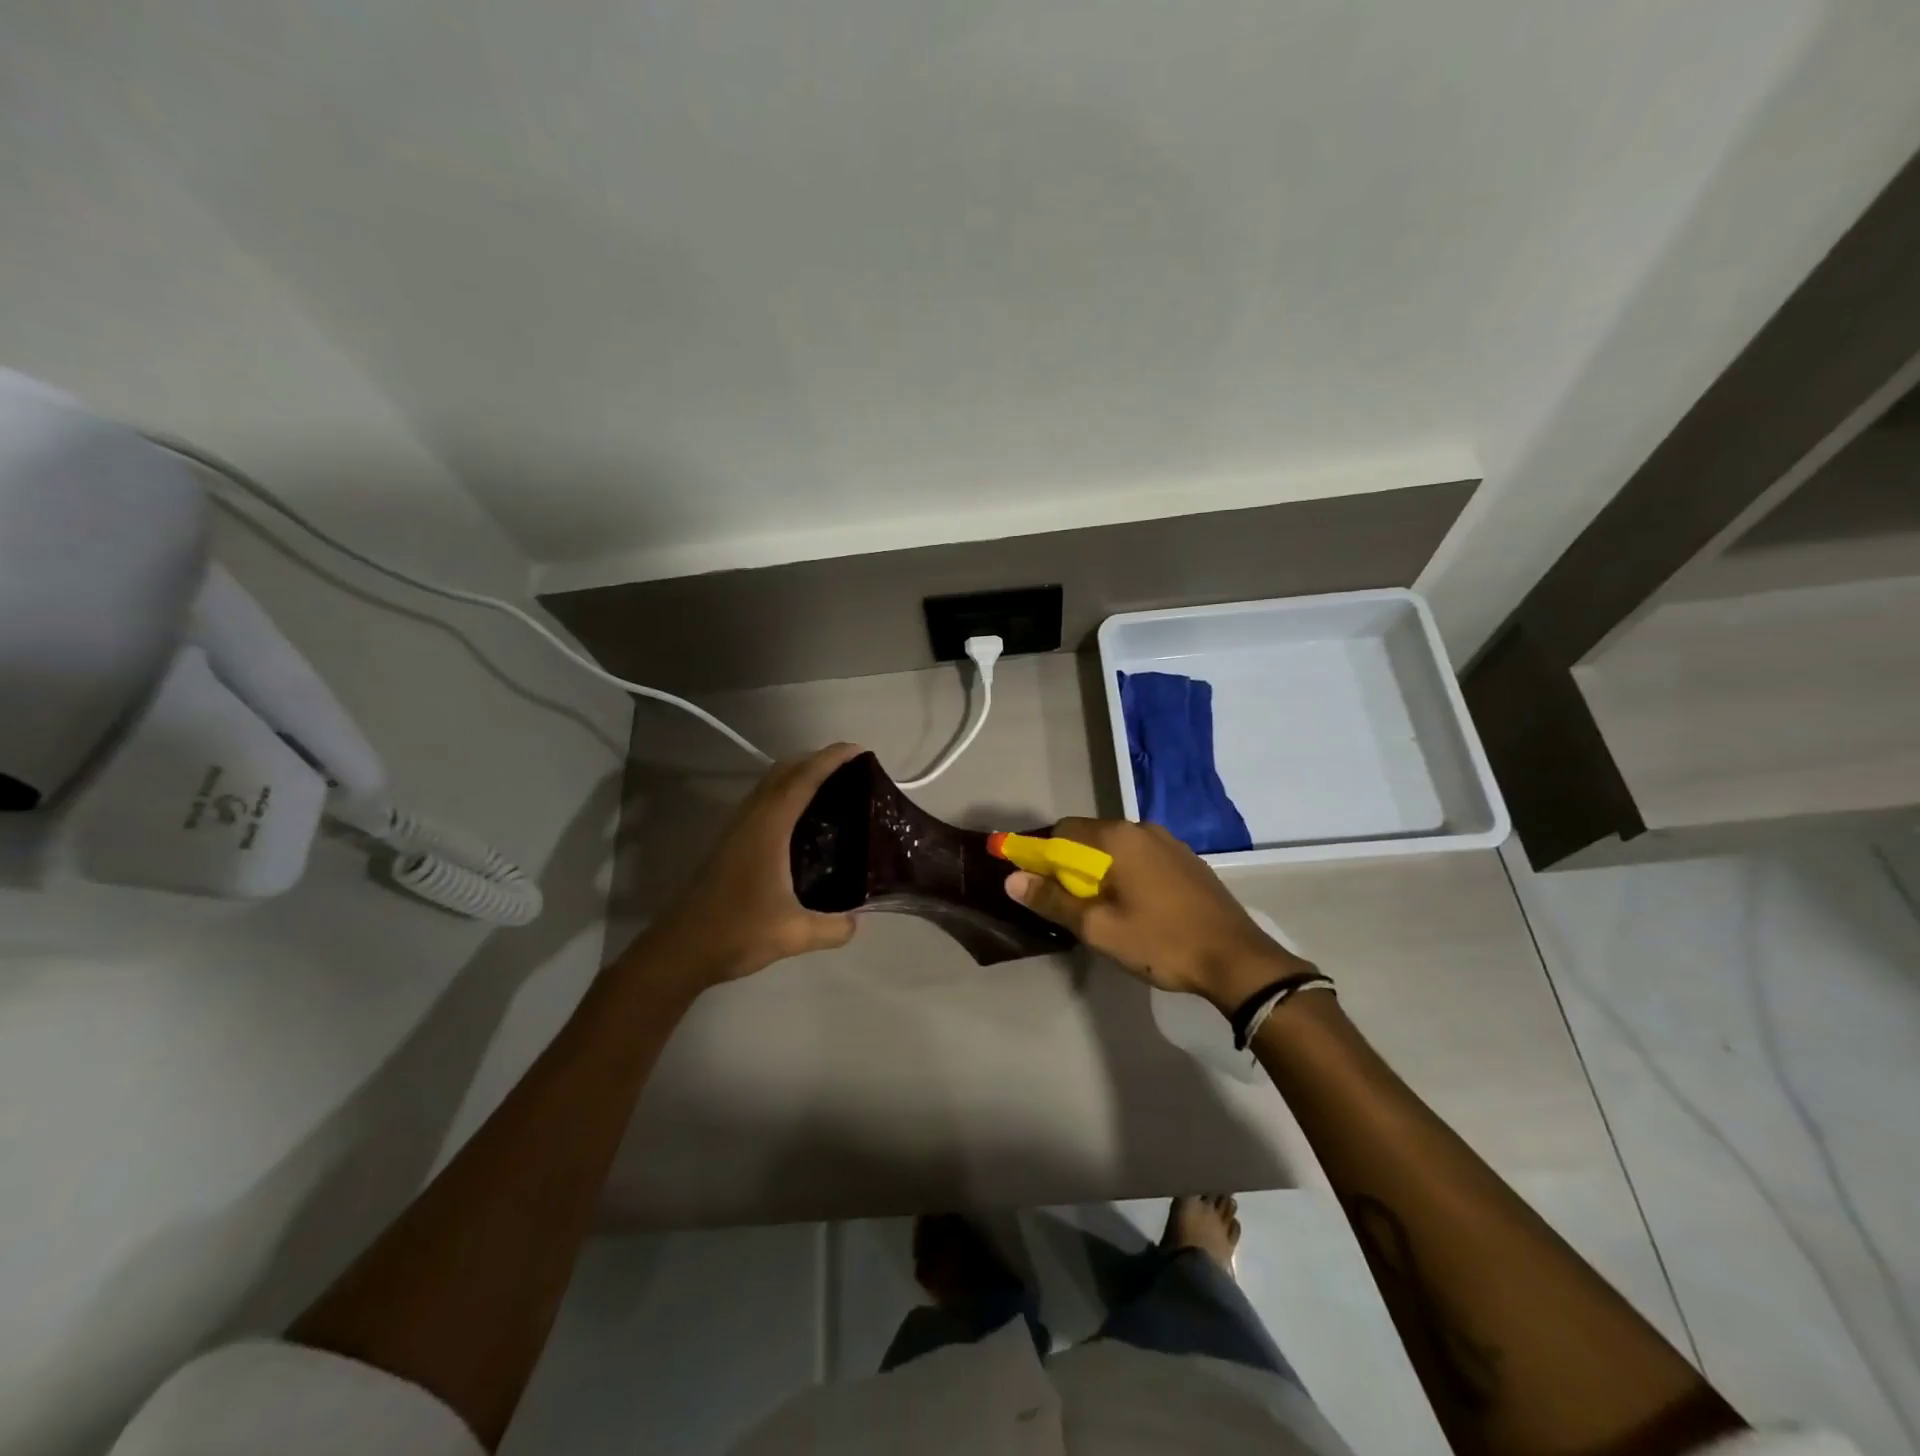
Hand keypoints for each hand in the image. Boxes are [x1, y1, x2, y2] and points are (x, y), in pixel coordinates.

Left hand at [636, 743, 863, 991]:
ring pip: (771, 785)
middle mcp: (752, 818)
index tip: (860, 750)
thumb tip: (857, 921)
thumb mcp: (794, 935)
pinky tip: (803, 820)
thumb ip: (833, 927)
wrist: (680, 950)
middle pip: (785, 771)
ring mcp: (737, 829)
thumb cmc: (736, 932)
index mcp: (768, 827)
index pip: (803, 779)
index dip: (832, 759)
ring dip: (800, 775)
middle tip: (852, 769)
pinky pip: (764, 802)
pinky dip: (787, 794)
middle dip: (817, 760)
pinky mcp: (731, 842)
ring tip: (833, 789)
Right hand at [1005, 817, 1312, 1010]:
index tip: (1040, 888)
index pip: (1063, 831)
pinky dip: (1127, 874)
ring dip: (1101, 872)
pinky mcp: (1187, 860)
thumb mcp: (1098, 928)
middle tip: (1072, 907)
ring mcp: (1170, 842)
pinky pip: (1142, 858)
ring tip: (1105, 911)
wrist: (1237, 959)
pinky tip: (1137, 908)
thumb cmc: (1161, 942)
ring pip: (1118, 849)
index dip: (1043, 856)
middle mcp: (1142, 828)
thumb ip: (1053, 900)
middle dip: (1072, 867)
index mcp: (1117, 838)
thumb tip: (1012, 879)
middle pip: (1090, 838)